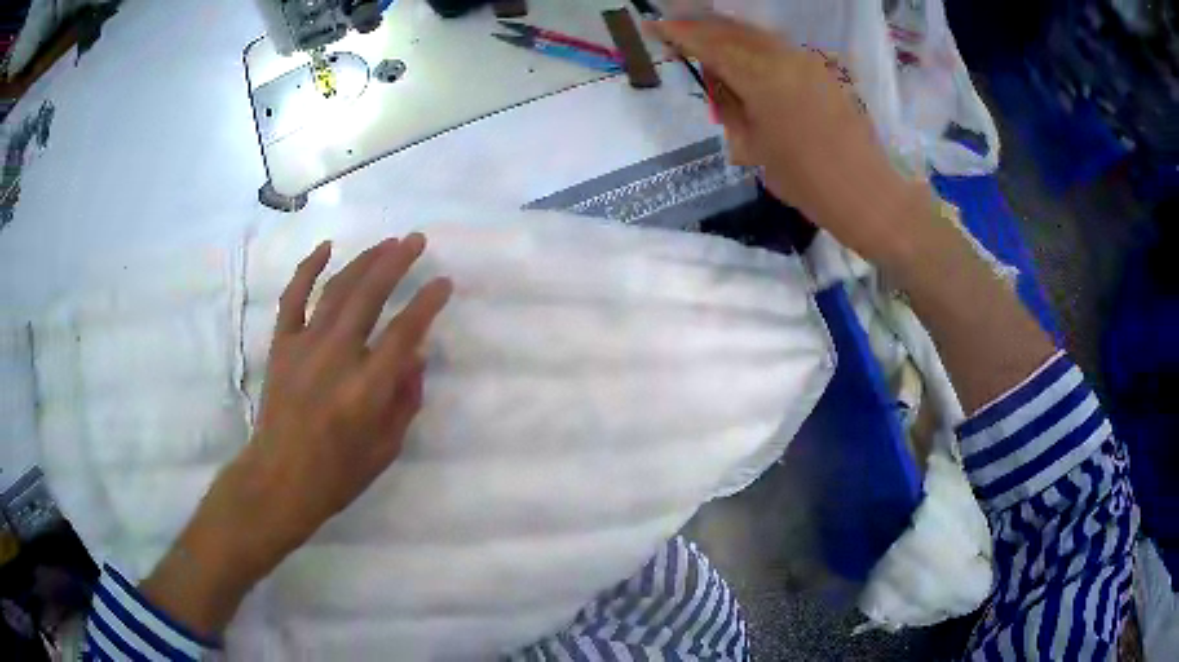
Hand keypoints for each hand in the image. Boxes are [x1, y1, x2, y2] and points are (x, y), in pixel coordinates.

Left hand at [142, 235, 451, 636]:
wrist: (279, 479)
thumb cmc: (338, 473)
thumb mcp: (387, 449)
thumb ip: (405, 399)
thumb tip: (416, 356)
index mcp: (367, 388)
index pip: (405, 331)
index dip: (428, 302)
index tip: (444, 283)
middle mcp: (337, 356)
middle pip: (370, 295)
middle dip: (397, 262)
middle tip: (416, 240)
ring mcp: (305, 345)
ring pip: (338, 289)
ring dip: (364, 260)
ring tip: (386, 242)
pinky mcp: (282, 344)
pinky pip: (294, 297)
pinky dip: (308, 269)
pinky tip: (326, 247)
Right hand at [649, 16, 933, 268]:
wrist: (865, 192)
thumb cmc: (804, 181)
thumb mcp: (751, 147)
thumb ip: (729, 106)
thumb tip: (718, 79)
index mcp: (761, 77)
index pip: (710, 44)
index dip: (679, 34)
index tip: (654, 27)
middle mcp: (785, 57)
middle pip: (733, 30)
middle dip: (702, 27)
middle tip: (676, 30)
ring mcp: (809, 60)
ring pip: (758, 35)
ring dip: (729, 33)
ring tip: (707, 39)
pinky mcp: (826, 68)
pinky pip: (780, 47)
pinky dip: (756, 45)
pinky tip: (746, 54)